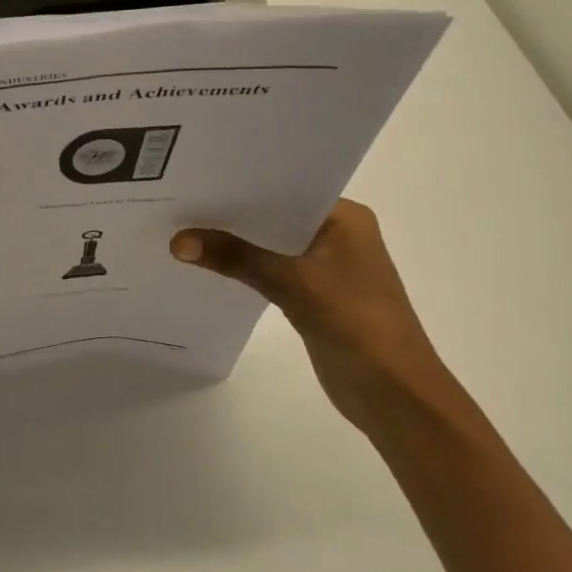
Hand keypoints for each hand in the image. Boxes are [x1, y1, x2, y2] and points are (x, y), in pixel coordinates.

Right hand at [171, 200, 469, 435]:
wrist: (394, 394)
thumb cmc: (356, 322)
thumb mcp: (292, 283)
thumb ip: (236, 258)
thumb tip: (177, 241)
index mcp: (345, 218)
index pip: (285, 188)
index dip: (242, 184)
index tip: (197, 177)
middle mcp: (336, 234)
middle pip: (274, 217)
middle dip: (232, 214)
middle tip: (180, 201)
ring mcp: (326, 267)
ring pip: (270, 245)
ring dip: (236, 243)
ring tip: (183, 228)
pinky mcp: (314, 295)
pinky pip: (271, 272)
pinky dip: (244, 268)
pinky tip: (208, 265)